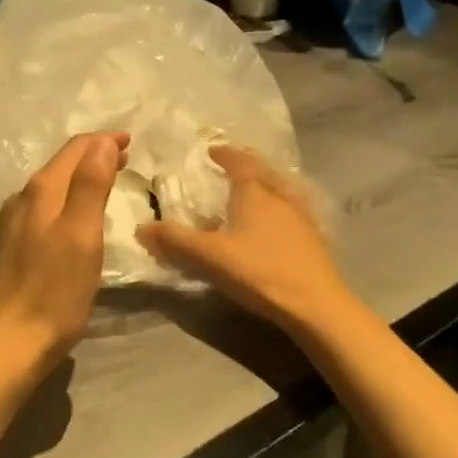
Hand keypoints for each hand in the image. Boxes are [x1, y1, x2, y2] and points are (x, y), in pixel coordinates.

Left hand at [0, 132, 127, 371]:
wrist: (7, 345)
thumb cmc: (53, 291)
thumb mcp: (81, 235)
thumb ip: (91, 185)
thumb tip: (102, 142)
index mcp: (41, 191)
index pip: (75, 150)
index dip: (104, 141)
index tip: (131, 140)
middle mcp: (22, 200)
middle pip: (62, 165)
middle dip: (94, 156)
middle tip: (126, 158)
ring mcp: (13, 225)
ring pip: (52, 187)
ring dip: (81, 177)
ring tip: (108, 181)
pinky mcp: (13, 248)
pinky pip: (45, 208)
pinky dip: (68, 200)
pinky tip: (77, 216)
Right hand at [140, 145, 348, 331]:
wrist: (317, 305)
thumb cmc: (259, 271)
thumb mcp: (209, 256)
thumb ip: (174, 241)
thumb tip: (141, 227)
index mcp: (254, 193)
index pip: (239, 162)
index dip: (225, 154)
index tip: (212, 151)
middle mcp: (280, 198)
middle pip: (263, 173)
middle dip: (246, 166)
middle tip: (231, 166)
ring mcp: (301, 219)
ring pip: (281, 192)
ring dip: (265, 187)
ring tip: (253, 193)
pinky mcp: (314, 241)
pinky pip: (293, 213)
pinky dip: (279, 210)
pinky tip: (276, 226)